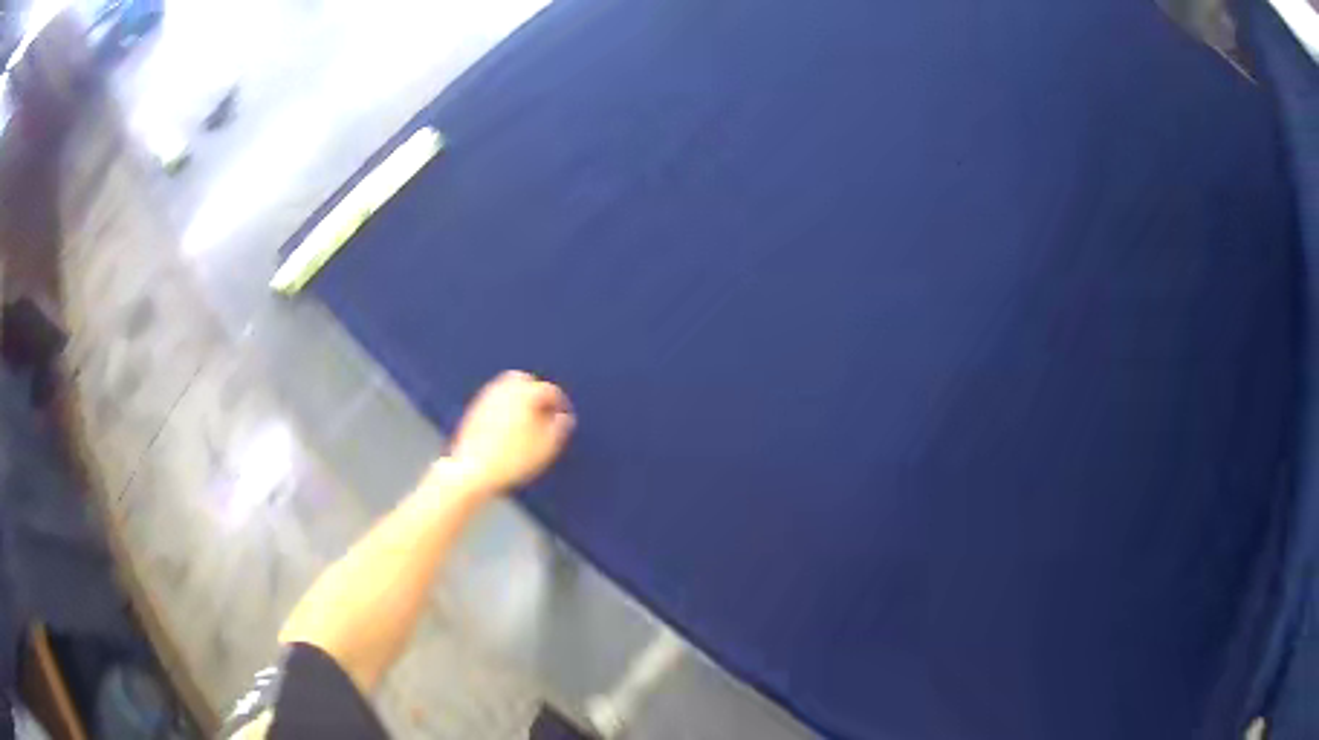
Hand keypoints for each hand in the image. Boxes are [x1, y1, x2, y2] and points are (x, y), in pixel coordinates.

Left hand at [445, 371, 575, 498]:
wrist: (473, 470)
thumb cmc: (513, 458)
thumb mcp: (547, 446)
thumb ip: (559, 428)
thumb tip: (563, 417)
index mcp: (525, 393)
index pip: (549, 390)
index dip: (560, 404)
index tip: (564, 418)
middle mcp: (503, 388)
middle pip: (524, 381)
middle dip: (536, 393)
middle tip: (544, 412)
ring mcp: (485, 398)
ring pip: (506, 389)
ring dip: (519, 399)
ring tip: (527, 421)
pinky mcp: (473, 411)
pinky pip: (494, 401)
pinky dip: (504, 408)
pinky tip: (508, 428)